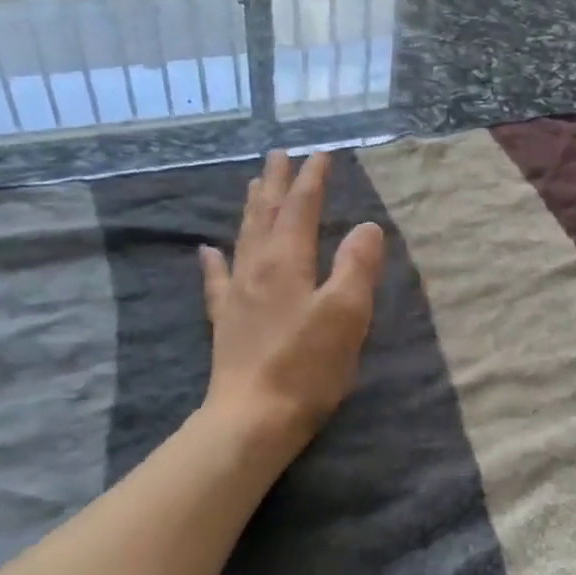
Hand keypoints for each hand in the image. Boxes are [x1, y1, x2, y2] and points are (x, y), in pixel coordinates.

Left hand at [200, 150, 384, 453]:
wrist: (252, 419)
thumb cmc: (307, 366)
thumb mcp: (346, 313)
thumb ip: (358, 265)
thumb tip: (367, 226)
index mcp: (287, 262)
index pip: (301, 208)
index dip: (312, 180)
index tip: (320, 154)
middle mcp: (257, 268)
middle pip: (267, 214)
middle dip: (276, 183)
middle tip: (279, 155)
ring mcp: (237, 295)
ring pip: (244, 238)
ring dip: (252, 208)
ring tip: (254, 185)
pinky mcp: (226, 322)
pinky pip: (217, 280)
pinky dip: (214, 261)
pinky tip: (208, 250)